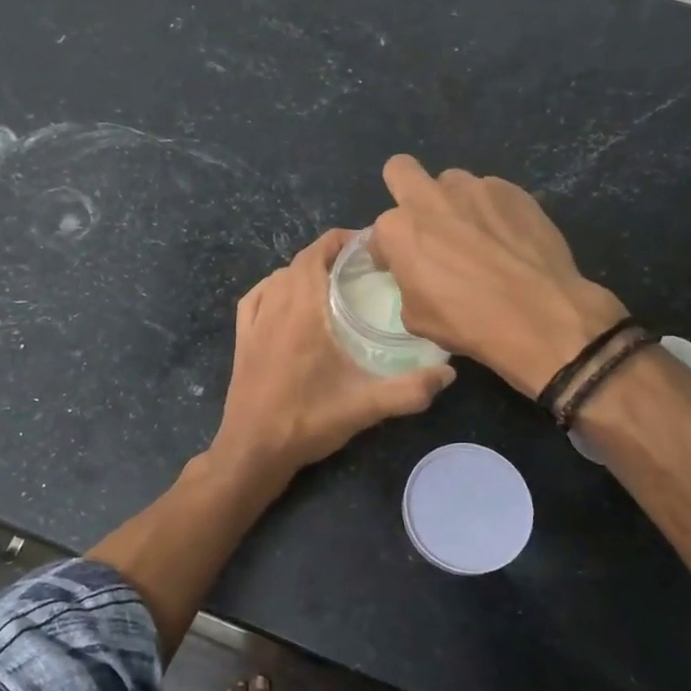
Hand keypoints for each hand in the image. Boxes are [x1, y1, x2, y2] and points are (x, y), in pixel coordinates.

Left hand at [211, 229, 454, 480]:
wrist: (253, 451)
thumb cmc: (307, 422)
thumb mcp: (365, 407)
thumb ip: (410, 389)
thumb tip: (449, 373)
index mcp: (302, 311)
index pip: (316, 254)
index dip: (340, 240)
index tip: (368, 244)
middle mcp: (275, 307)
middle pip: (299, 262)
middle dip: (328, 255)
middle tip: (361, 266)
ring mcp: (253, 324)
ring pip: (276, 278)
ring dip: (302, 271)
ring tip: (331, 282)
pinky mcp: (241, 341)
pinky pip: (255, 298)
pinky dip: (272, 288)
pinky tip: (285, 300)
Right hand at [370, 156, 625, 398]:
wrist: (539, 315)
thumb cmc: (468, 322)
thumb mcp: (417, 317)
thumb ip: (408, 283)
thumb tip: (419, 276)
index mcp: (399, 229)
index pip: (379, 232)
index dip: (387, 252)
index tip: (399, 267)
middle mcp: (432, 198)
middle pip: (401, 170)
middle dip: (404, 190)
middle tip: (423, 223)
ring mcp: (475, 188)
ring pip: (452, 181)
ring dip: (453, 202)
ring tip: (474, 234)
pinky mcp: (513, 191)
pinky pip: (492, 193)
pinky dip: (492, 212)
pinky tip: (507, 239)